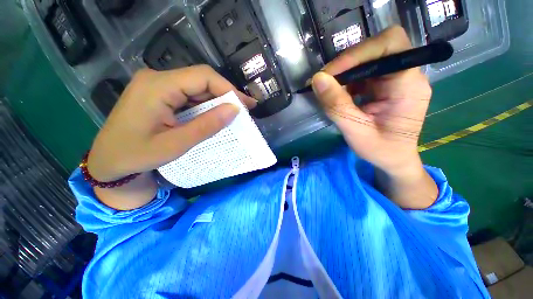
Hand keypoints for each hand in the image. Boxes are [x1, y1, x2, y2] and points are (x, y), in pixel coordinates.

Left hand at [87, 65, 255, 209]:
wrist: (109, 162)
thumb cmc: (137, 155)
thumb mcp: (176, 144)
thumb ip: (207, 125)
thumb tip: (235, 109)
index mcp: (157, 86)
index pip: (203, 77)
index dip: (228, 89)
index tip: (245, 105)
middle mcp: (157, 79)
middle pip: (201, 80)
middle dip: (226, 95)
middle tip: (246, 109)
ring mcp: (158, 86)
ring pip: (197, 88)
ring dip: (218, 101)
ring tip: (235, 114)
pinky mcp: (160, 94)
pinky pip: (189, 95)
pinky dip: (206, 106)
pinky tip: (216, 115)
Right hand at [312, 26, 436, 208]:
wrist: (393, 161)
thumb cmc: (381, 151)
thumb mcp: (356, 132)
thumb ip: (337, 106)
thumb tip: (318, 80)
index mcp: (410, 86)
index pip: (391, 45)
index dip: (360, 51)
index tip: (332, 71)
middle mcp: (406, 77)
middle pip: (379, 48)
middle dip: (350, 60)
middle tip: (328, 79)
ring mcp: (393, 81)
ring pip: (368, 61)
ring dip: (345, 73)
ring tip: (329, 91)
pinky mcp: (382, 87)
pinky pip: (362, 74)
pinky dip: (345, 81)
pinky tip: (336, 96)